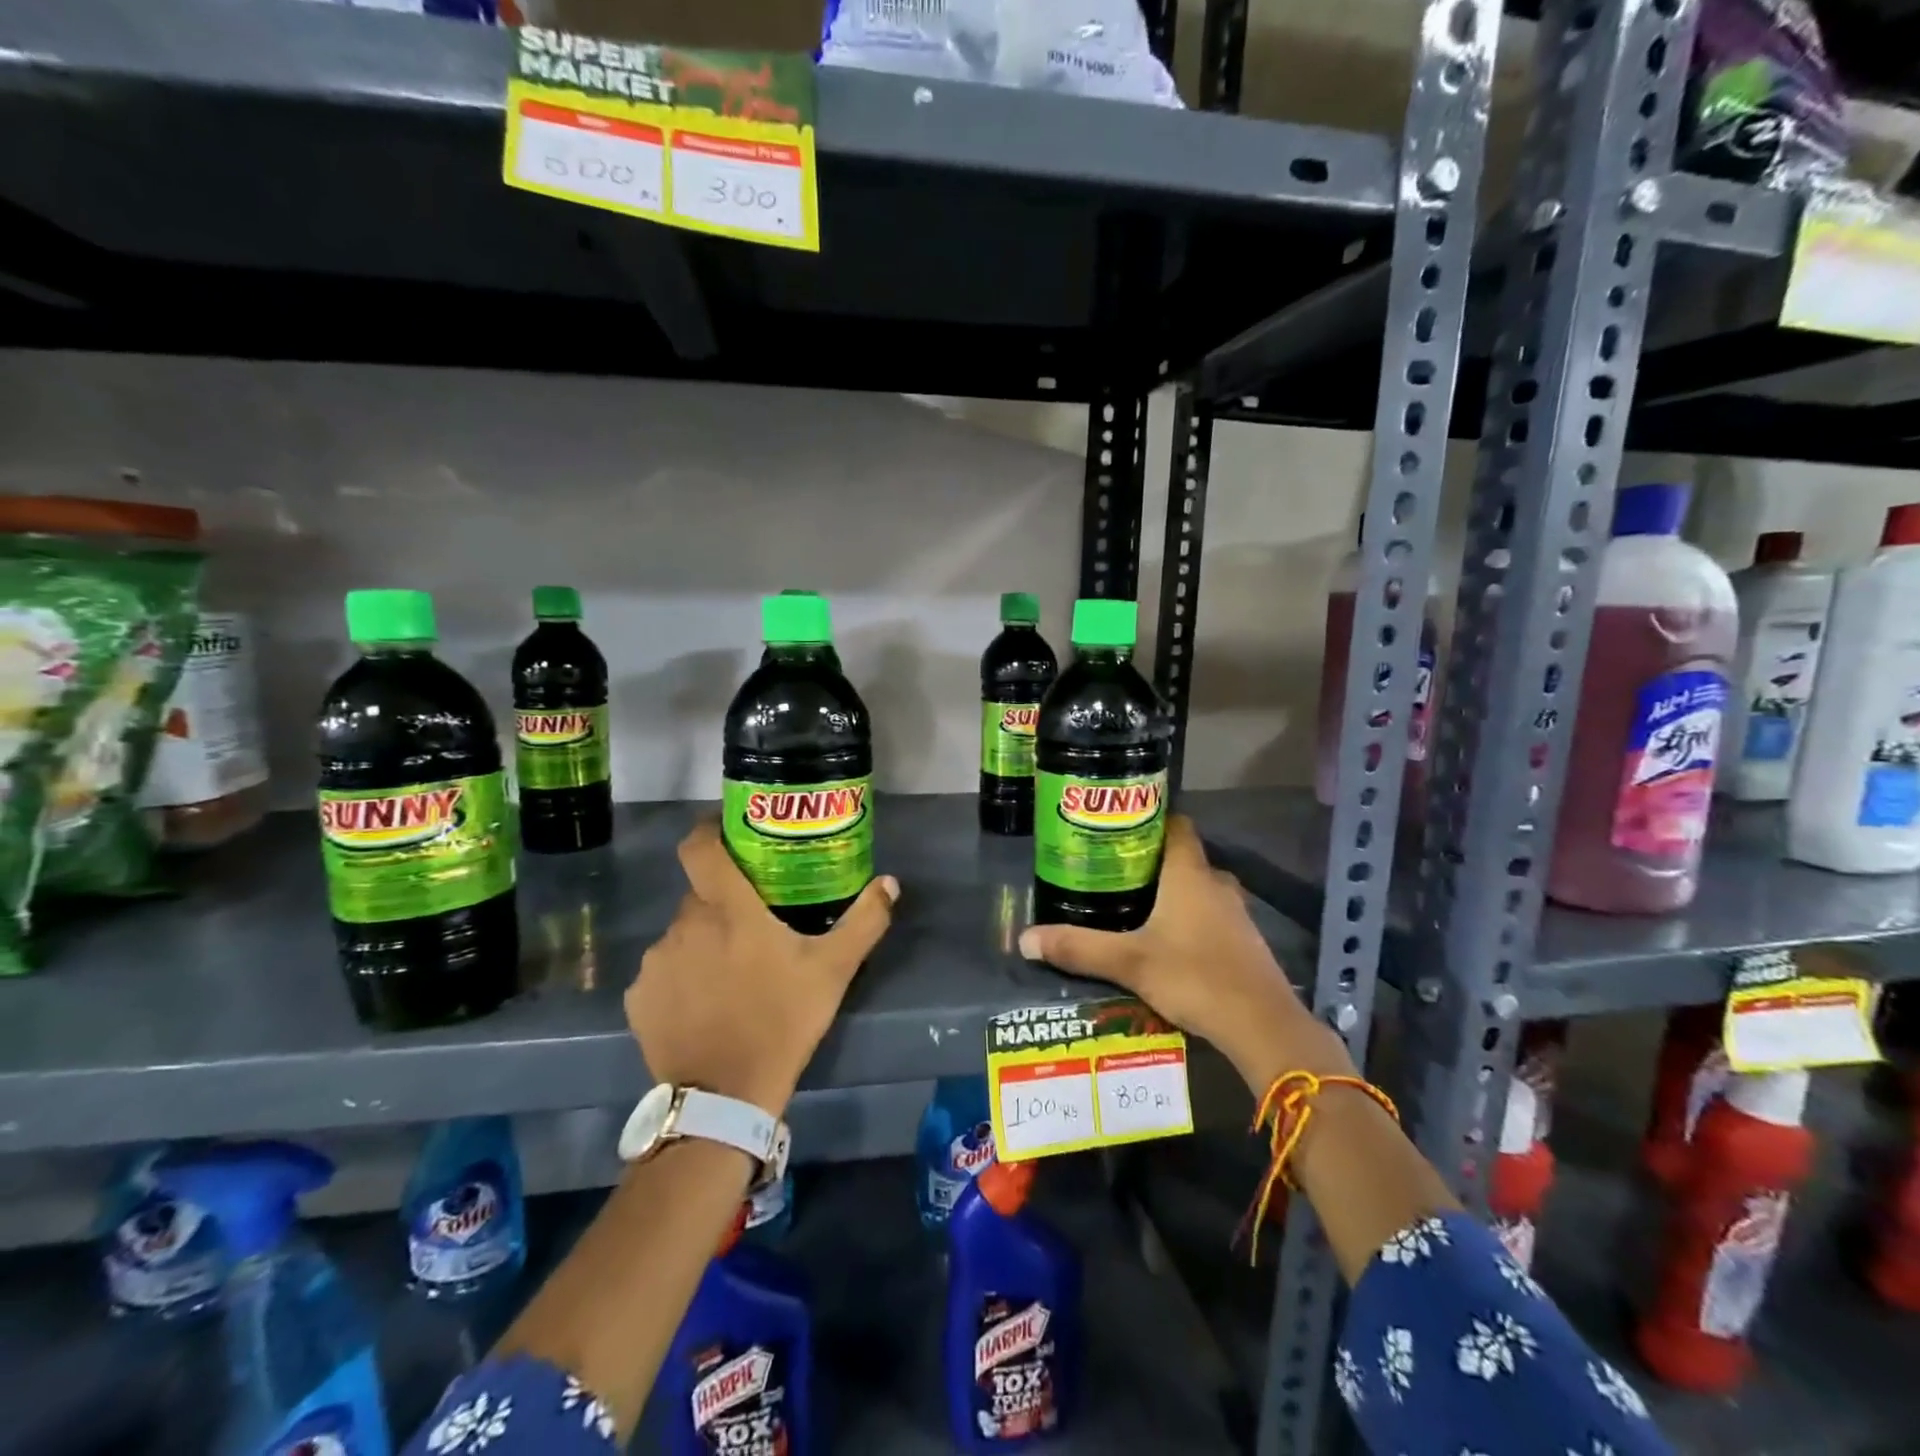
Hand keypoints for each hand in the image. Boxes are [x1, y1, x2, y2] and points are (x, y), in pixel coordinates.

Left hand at [626, 820, 898, 1115]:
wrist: (726, 1095)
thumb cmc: (783, 1020)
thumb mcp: (833, 970)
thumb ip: (864, 921)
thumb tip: (889, 883)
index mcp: (728, 908)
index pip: (700, 846)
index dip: (709, 831)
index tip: (728, 835)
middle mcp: (685, 924)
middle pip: (700, 895)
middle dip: (723, 904)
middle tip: (752, 927)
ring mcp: (656, 961)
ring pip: (682, 934)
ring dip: (703, 943)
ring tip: (730, 975)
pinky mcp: (639, 997)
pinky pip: (662, 972)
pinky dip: (681, 978)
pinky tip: (703, 1006)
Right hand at [1017, 815, 1352, 1094]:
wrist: (1262, 1025)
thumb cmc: (1194, 976)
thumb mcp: (1129, 963)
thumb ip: (1078, 948)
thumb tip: (1025, 939)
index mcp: (1189, 874)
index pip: (1175, 825)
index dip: (1149, 819)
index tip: (1118, 827)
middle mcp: (1216, 883)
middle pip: (1183, 858)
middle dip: (1151, 862)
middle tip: (1112, 871)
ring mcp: (1236, 913)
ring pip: (1198, 888)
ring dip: (1171, 892)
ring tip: (1132, 905)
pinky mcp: (1244, 941)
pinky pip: (1211, 915)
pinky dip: (1189, 919)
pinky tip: (1166, 942)